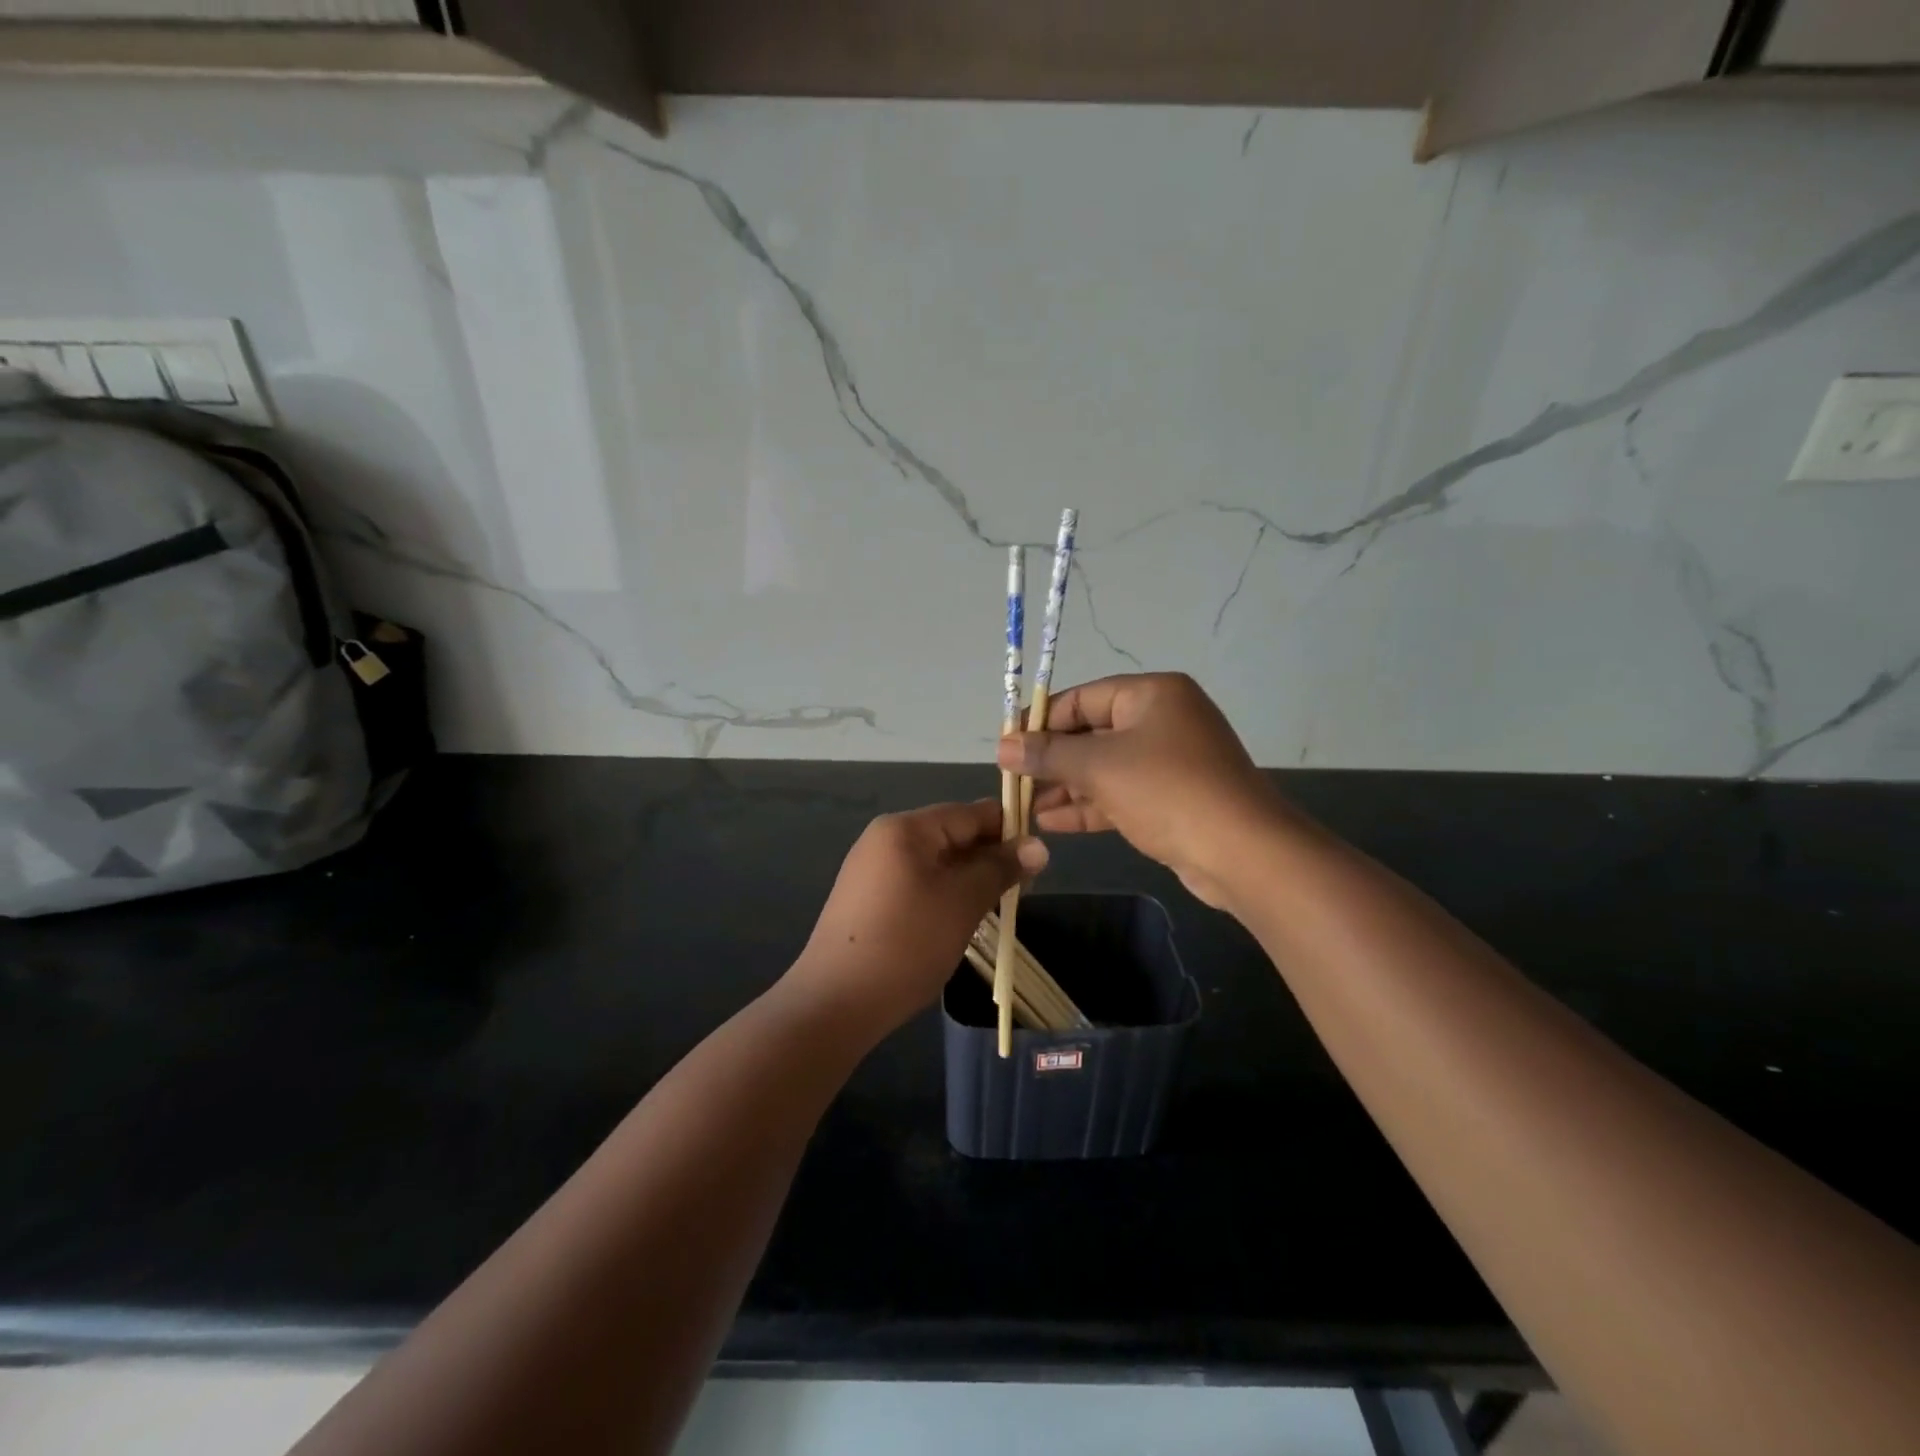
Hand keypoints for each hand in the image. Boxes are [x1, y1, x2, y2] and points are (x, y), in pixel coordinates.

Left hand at [789, 800, 1048, 1037]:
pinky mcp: (867, 899)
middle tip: (1023, 888)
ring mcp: (872, 869)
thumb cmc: (906, 943)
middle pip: (951, 834)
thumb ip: (1000, 869)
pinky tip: (960, 920)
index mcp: (906, 828)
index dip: (1008, 828)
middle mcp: (885, 838)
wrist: (835, 1002)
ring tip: (996, 906)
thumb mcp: (962, 902)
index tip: (1039, 856)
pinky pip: (917, 882)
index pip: (969, 812)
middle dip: (989, 857)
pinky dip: (944, 894)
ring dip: (968, 878)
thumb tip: (1038, 846)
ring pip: (936, 862)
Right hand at [997, 673, 1283, 907]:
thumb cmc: (1167, 791)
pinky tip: (1051, 822)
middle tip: (1012, 781)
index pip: (1082, 698)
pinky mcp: (1172, 799)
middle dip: (1051, 759)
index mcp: (1152, 694)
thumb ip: (1048, 754)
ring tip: (1024, 806)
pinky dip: (1089, 806)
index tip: (1006, 746)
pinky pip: (1121, 794)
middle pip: (1092, 733)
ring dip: (1065, 787)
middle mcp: (1162, 720)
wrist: (1243, 853)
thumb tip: (1003, 747)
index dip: (1040, 722)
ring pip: (1105, 768)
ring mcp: (1170, 762)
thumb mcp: (1100, 767)